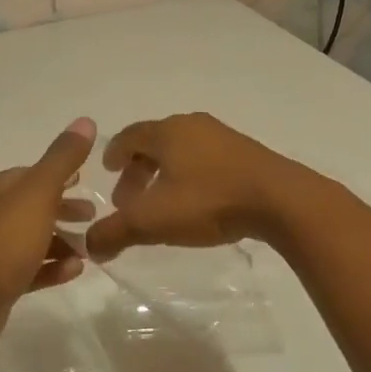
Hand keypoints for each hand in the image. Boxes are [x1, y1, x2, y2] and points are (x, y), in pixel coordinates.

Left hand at [0, 117, 97, 349]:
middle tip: (91, 216)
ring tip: (88, 249)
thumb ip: (62, 158)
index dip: (57, 176)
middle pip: (28, 208)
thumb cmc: (4, 239)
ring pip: (28, 240)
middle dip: (61, 210)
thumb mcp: (39, 192)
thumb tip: (85, 121)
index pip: (26, 175)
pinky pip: (26, 270)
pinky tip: (74, 271)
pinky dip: (50, 268)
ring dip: (59, 242)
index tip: (84, 182)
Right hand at [83, 113, 305, 261]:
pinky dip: (191, 175)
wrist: (281, 200)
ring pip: (182, 150)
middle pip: (154, 143)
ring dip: (165, 173)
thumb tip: (89, 246)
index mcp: (166, 132)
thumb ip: (115, 232)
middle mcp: (192, 125)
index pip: (129, 136)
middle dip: (138, 170)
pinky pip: (206, 158)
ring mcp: (223, 136)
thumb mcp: (152, 222)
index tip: (108, 171)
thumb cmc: (209, 201)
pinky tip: (197, 202)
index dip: (114, 153)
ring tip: (163, 204)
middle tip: (130, 200)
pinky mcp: (247, 152)